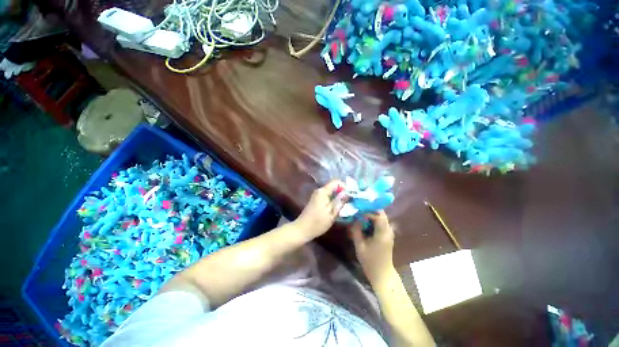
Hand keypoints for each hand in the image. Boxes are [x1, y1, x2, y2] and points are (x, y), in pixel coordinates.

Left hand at [294, 180, 345, 239]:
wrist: (302, 229)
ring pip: (332, 192)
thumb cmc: (317, 223)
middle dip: (343, 192)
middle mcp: (320, 190)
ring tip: (346, 205)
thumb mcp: (332, 213)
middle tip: (351, 201)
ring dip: (339, 197)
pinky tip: (338, 208)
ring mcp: (317, 195)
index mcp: (323, 191)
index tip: (351, 196)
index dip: (345, 187)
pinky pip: (328, 196)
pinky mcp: (317, 200)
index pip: (337, 182)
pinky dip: (334, 200)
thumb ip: (340, 202)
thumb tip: (348, 193)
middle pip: (334, 186)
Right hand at [350, 210, 395, 282]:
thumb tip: (355, 219)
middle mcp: (388, 231)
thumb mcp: (360, 246)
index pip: (379, 215)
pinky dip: (373, 220)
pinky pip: (381, 222)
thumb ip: (356, 231)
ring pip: (381, 217)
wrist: (382, 274)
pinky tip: (365, 222)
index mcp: (382, 233)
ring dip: (371, 214)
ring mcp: (389, 233)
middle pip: (381, 214)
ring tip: (360, 214)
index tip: (359, 211)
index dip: (369, 211)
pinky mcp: (387, 235)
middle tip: (359, 210)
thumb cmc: (370, 261)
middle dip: (370, 210)